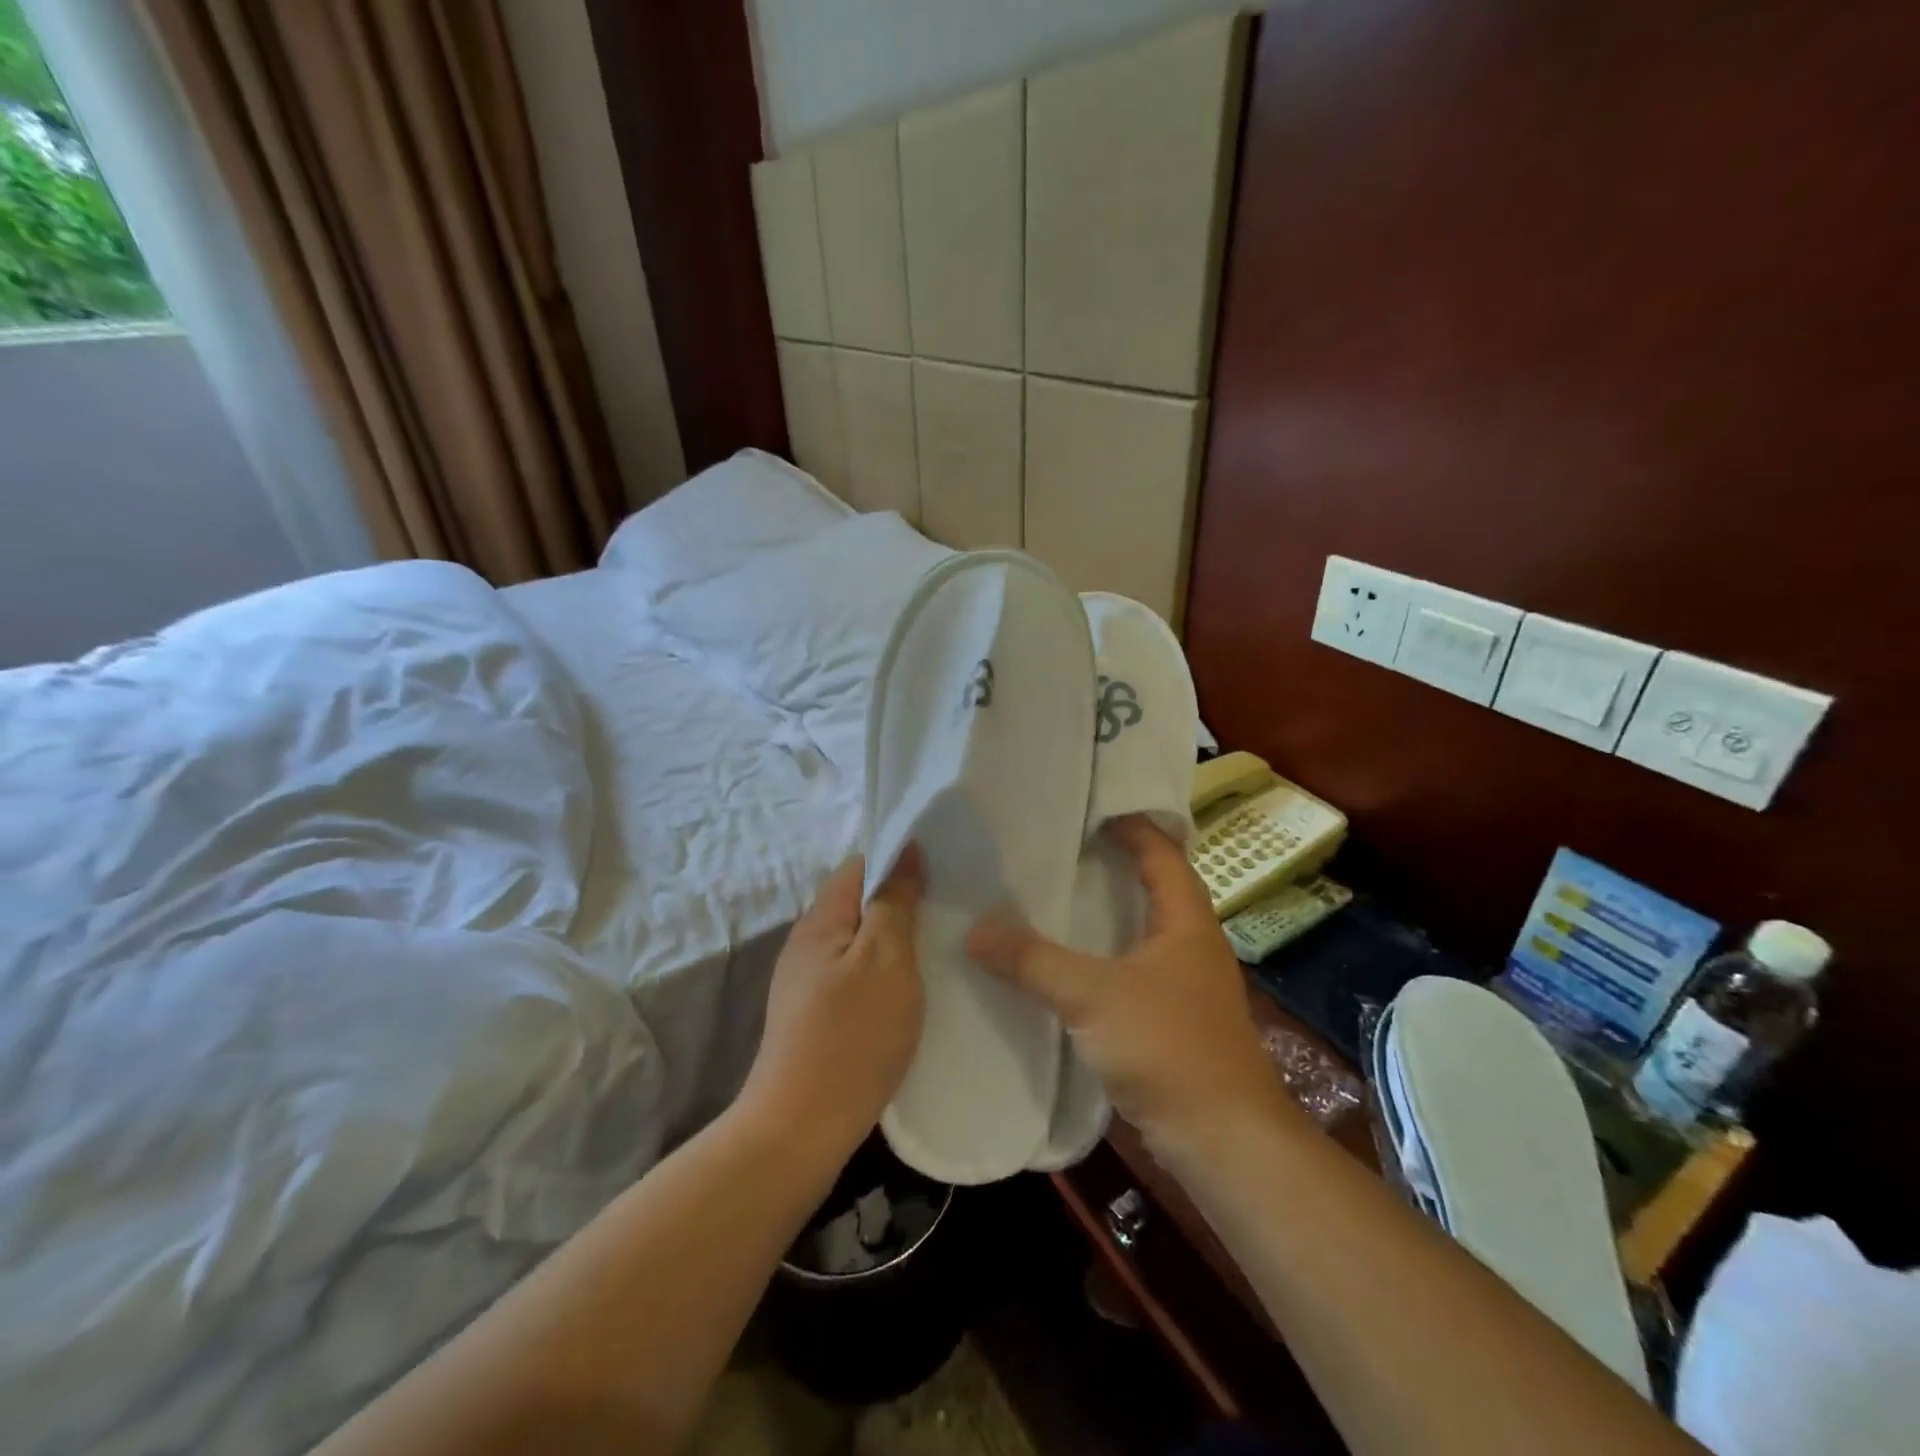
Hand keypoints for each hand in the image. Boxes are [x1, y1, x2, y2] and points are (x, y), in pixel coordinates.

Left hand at [742, 849, 924, 1154]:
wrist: (800, 1129)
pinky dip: (882, 971)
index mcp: (821, 919)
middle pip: (857, 902)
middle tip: (947, 910)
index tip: (941, 870)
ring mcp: (805, 981)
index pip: (860, 865)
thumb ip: (894, 902)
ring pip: (857, 940)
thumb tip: (905, 851)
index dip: (899, 859)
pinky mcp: (812, 1015)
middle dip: (900, 900)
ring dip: (893, 938)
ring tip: (936, 946)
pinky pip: (853, 973)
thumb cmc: (851, 1036)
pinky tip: (907, 989)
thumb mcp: (886, 959)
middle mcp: (807, 942)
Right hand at [967, 818, 1282, 1154]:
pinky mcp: (1173, 1020)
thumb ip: (1033, 961)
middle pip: (1153, 885)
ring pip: (1140, 930)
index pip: (1162, 851)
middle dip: (1110, 863)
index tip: (1086, 808)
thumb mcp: (1093, 996)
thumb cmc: (1169, 1048)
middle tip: (1057, 846)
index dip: (1130, 824)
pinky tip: (1066, 964)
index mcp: (1186, 920)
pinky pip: (1132, 969)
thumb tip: (975, 929)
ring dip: (1105, 912)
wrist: (1223, 1141)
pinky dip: (1102, 956)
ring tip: (1053, 896)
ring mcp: (1185, 984)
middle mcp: (1191, 943)